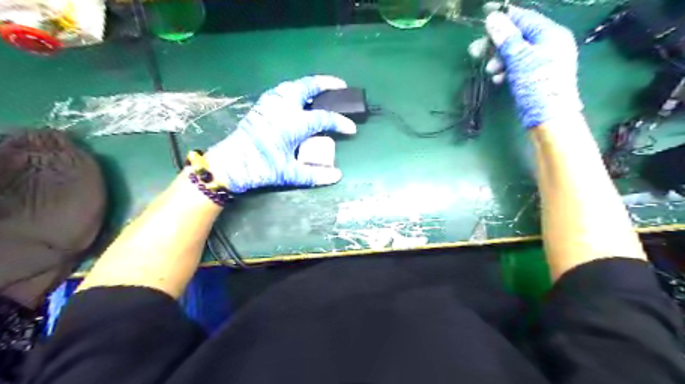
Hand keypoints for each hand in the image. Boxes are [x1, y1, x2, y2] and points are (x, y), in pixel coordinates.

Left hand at [204, 75, 356, 192]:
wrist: (230, 164)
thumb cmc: (261, 168)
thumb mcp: (290, 174)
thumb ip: (315, 175)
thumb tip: (337, 176)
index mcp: (294, 123)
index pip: (324, 118)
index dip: (340, 123)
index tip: (351, 129)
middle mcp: (283, 107)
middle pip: (308, 87)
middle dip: (327, 83)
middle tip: (341, 85)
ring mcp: (270, 103)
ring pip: (294, 85)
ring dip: (310, 84)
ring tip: (321, 89)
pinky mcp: (261, 106)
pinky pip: (282, 90)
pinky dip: (295, 89)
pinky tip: (298, 97)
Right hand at [472, 2, 582, 128]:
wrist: (549, 117)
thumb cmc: (538, 85)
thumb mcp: (520, 59)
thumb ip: (507, 38)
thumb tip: (493, 18)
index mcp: (551, 34)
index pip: (524, 18)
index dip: (504, 16)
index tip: (485, 14)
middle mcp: (548, 44)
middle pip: (517, 37)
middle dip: (496, 44)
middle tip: (475, 51)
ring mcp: (543, 61)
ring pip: (515, 54)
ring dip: (499, 60)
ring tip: (490, 71)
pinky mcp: (536, 76)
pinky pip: (517, 67)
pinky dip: (506, 71)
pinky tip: (498, 79)